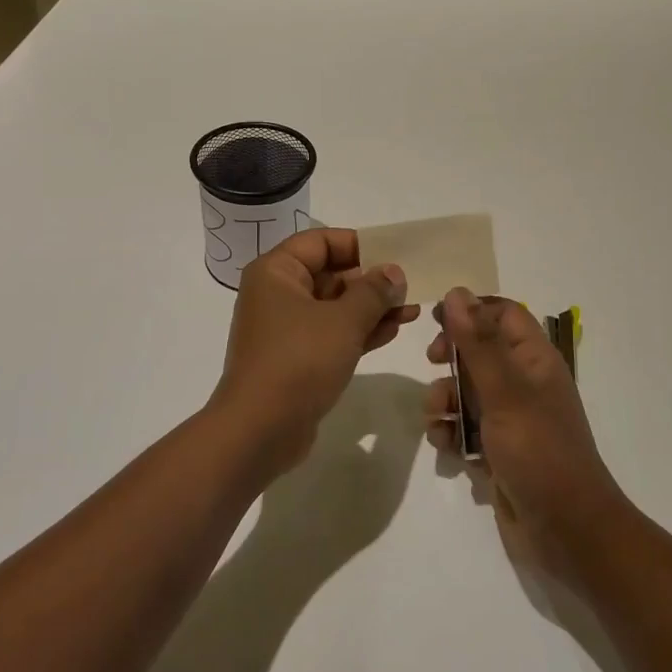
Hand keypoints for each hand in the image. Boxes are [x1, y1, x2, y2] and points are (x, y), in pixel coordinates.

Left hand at [213, 229, 419, 477]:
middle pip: (329, 273)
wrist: (260, 429)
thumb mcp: (343, 321)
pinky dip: (360, 331)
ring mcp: (286, 328)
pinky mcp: (296, 358)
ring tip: (412, 310)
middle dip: (371, 280)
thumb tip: (393, 272)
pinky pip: (332, 334)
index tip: (393, 254)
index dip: (358, 244)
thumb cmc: (299, 361)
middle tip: (410, 286)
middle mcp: (277, 293)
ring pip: (334, 307)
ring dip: (371, 308)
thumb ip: (372, 292)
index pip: (320, 241)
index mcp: (276, 272)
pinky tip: (394, 330)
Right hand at [426, 289, 627, 574]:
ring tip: (437, 418)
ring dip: (444, 398)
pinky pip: (465, 427)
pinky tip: (445, 447)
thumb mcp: (505, 391)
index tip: (437, 320)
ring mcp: (511, 418)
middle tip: (432, 362)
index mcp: (535, 360)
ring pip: (466, 390)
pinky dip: (451, 431)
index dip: (471, 311)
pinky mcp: (498, 449)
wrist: (567, 532)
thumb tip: (456, 292)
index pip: (503, 313)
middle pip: (479, 350)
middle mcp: (524, 383)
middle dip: (451, 357)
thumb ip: (477, 342)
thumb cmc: (540, 452)